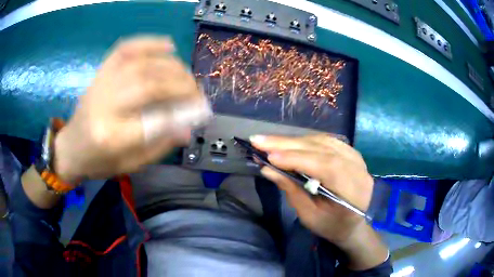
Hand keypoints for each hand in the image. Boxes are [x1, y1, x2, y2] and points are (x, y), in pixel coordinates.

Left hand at [54, 36, 210, 182]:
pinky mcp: (101, 72)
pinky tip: (167, 45)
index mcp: (112, 137)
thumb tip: (187, 128)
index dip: (183, 112)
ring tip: (186, 74)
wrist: (71, 148)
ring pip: (142, 64)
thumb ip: (159, 146)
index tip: (201, 111)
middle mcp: (105, 106)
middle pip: (149, 86)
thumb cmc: (99, 161)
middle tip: (197, 91)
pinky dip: (149, 43)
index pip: (154, 121)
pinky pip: (125, 48)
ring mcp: (101, 84)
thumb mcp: (130, 164)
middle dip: (181, 85)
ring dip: (171, 66)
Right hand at [251, 134, 387, 269]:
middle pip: (323, 148)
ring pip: (323, 141)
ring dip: (295, 141)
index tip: (268, 156)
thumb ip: (292, 191)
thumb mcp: (309, 216)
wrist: (353, 224)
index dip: (296, 158)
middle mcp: (358, 168)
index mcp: (353, 190)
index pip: (325, 165)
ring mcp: (357, 158)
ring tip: (270, 142)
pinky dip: (307, 140)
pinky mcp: (352, 153)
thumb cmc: (331, 226)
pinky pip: (328, 141)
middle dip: (288, 144)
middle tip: (259, 141)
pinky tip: (291, 142)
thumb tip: (268, 169)